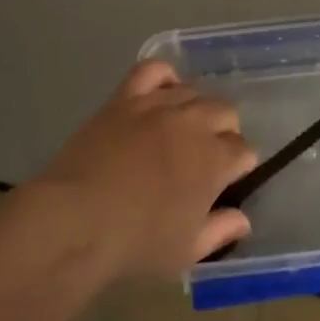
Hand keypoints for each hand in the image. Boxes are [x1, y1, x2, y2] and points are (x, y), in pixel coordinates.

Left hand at [34, 61, 257, 278]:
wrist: (76, 220)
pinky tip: (162, 94)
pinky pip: (153, 70)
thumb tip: (243, 220)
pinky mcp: (126, 98)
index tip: (226, 182)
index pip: (244, 150)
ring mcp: (158, 105)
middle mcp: (194, 123)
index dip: (239, 166)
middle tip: (206, 157)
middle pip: (225, 112)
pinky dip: (164, 77)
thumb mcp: (187, 250)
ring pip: (194, 91)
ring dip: (196, 109)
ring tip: (182, 130)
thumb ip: (221, 231)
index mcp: (215, 160)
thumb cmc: (136, 242)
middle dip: (224, 133)